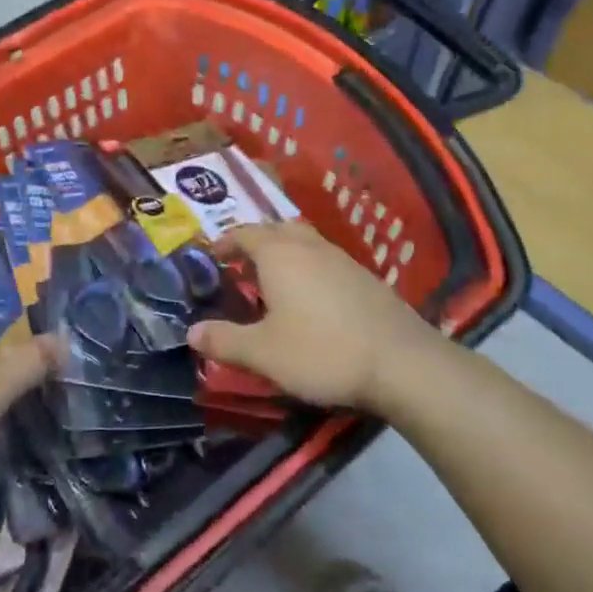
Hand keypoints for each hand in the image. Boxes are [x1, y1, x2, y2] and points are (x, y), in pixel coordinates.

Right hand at [186, 222, 435, 414]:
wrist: (401, 362)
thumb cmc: (321, 351)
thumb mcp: (263, 353)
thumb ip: (225, 340)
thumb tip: (192, 333)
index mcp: (279, 254)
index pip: (244, 233)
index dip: (225, 242)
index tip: (211, 256)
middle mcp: (310, 246)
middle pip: (277, 229)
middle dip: (256, 242)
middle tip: (241, 266)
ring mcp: (342, 259)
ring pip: (305, 243)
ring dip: (285, 254)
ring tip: (273, 283)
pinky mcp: (366, 278)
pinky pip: (326, 261)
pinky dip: (309, 269)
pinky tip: (311, 300)